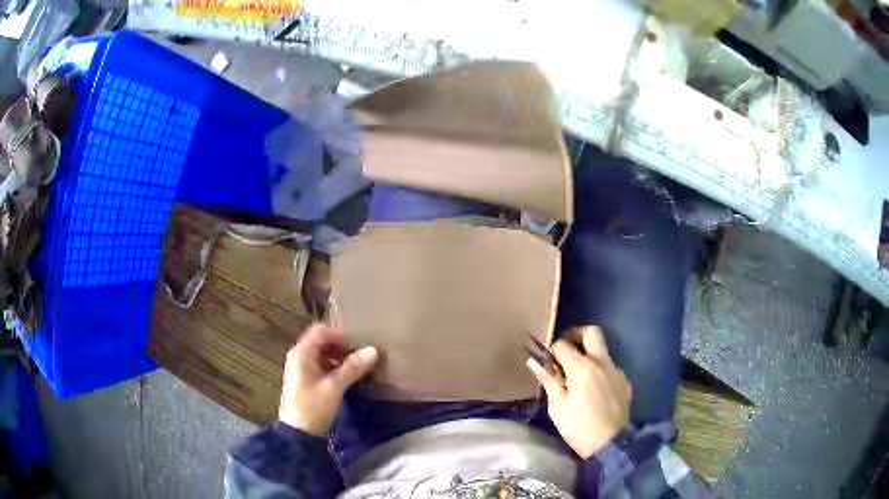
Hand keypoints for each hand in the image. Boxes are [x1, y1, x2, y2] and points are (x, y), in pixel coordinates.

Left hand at [279, 324, 378, 435]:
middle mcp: (299, 357)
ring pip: (323, 354)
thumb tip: (373, 350)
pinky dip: (335, 367)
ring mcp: (302, 369)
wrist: (299, 434)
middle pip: (321, 341)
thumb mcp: (334, 387)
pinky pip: (322, 365)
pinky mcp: (306, 380)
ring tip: (359, 364)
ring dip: (339, 357)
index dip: (339, 333)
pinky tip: (348, 376)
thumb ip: (353, 367)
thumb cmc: (314, 407)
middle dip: (341, 345)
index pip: (320, 331)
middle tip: (362, 353)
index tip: (358, 341)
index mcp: (301, 353)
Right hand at [527, 326, 631, 457]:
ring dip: (590, 356)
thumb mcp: (557, 407)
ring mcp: (616, 371)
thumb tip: (534, 361)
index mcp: (582, 367)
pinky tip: (595, 391)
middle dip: (577, 335)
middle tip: (566, 350)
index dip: (552, 350)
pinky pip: (611, 368)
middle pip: (592, 332)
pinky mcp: (625, 382)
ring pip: (603, 351)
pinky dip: (600, 372)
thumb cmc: (578, 427)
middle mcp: (602, 362)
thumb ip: (548, 380)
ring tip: (579, 377)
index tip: (548, 362)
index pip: (563, 344)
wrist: (610, 444)